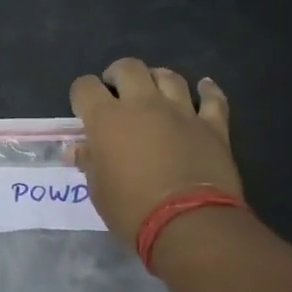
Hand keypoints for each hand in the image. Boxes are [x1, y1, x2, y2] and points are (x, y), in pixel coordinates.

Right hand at [69, 58, 241, 244]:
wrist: (188, 223)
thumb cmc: (132, 209)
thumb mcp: (98, 190)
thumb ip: (90, 162)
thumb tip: (79, 149)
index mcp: (107, 119)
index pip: (85, 87)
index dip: (81, 95)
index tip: (83, 110)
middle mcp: (143, 104)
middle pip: (128, 68)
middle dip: (118, 75)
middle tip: (116, 92)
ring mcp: (181, 111)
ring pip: (168, 76)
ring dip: (157, 79)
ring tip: (154, 92)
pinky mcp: (212, 125)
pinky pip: (212, 99)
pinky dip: (207, 91)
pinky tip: (204, 87)